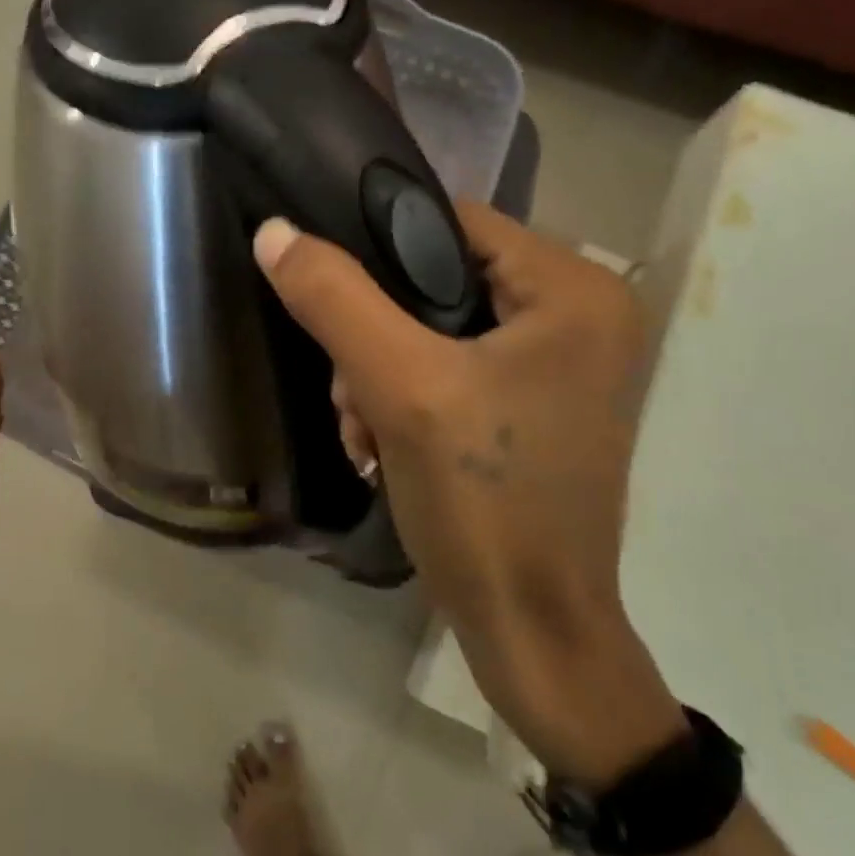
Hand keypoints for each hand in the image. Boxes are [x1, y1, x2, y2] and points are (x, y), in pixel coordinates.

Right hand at [254, 204, 682, 783]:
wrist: (531, 632)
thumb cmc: (483, 502)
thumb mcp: (402, 390)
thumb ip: (338, 301)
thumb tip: (274, 232)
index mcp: (574, 291)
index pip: (453, 223)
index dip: (378, 250)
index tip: (327, 297)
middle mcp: (580, 316)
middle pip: (439, 283)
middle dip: (375, 338)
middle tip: (347, 396)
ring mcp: (559, 367)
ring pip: (436, 332)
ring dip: (381, 377)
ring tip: (361, 435)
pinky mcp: (534, 409)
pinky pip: (451, 373)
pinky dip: (406, 403)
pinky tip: (380, 449)